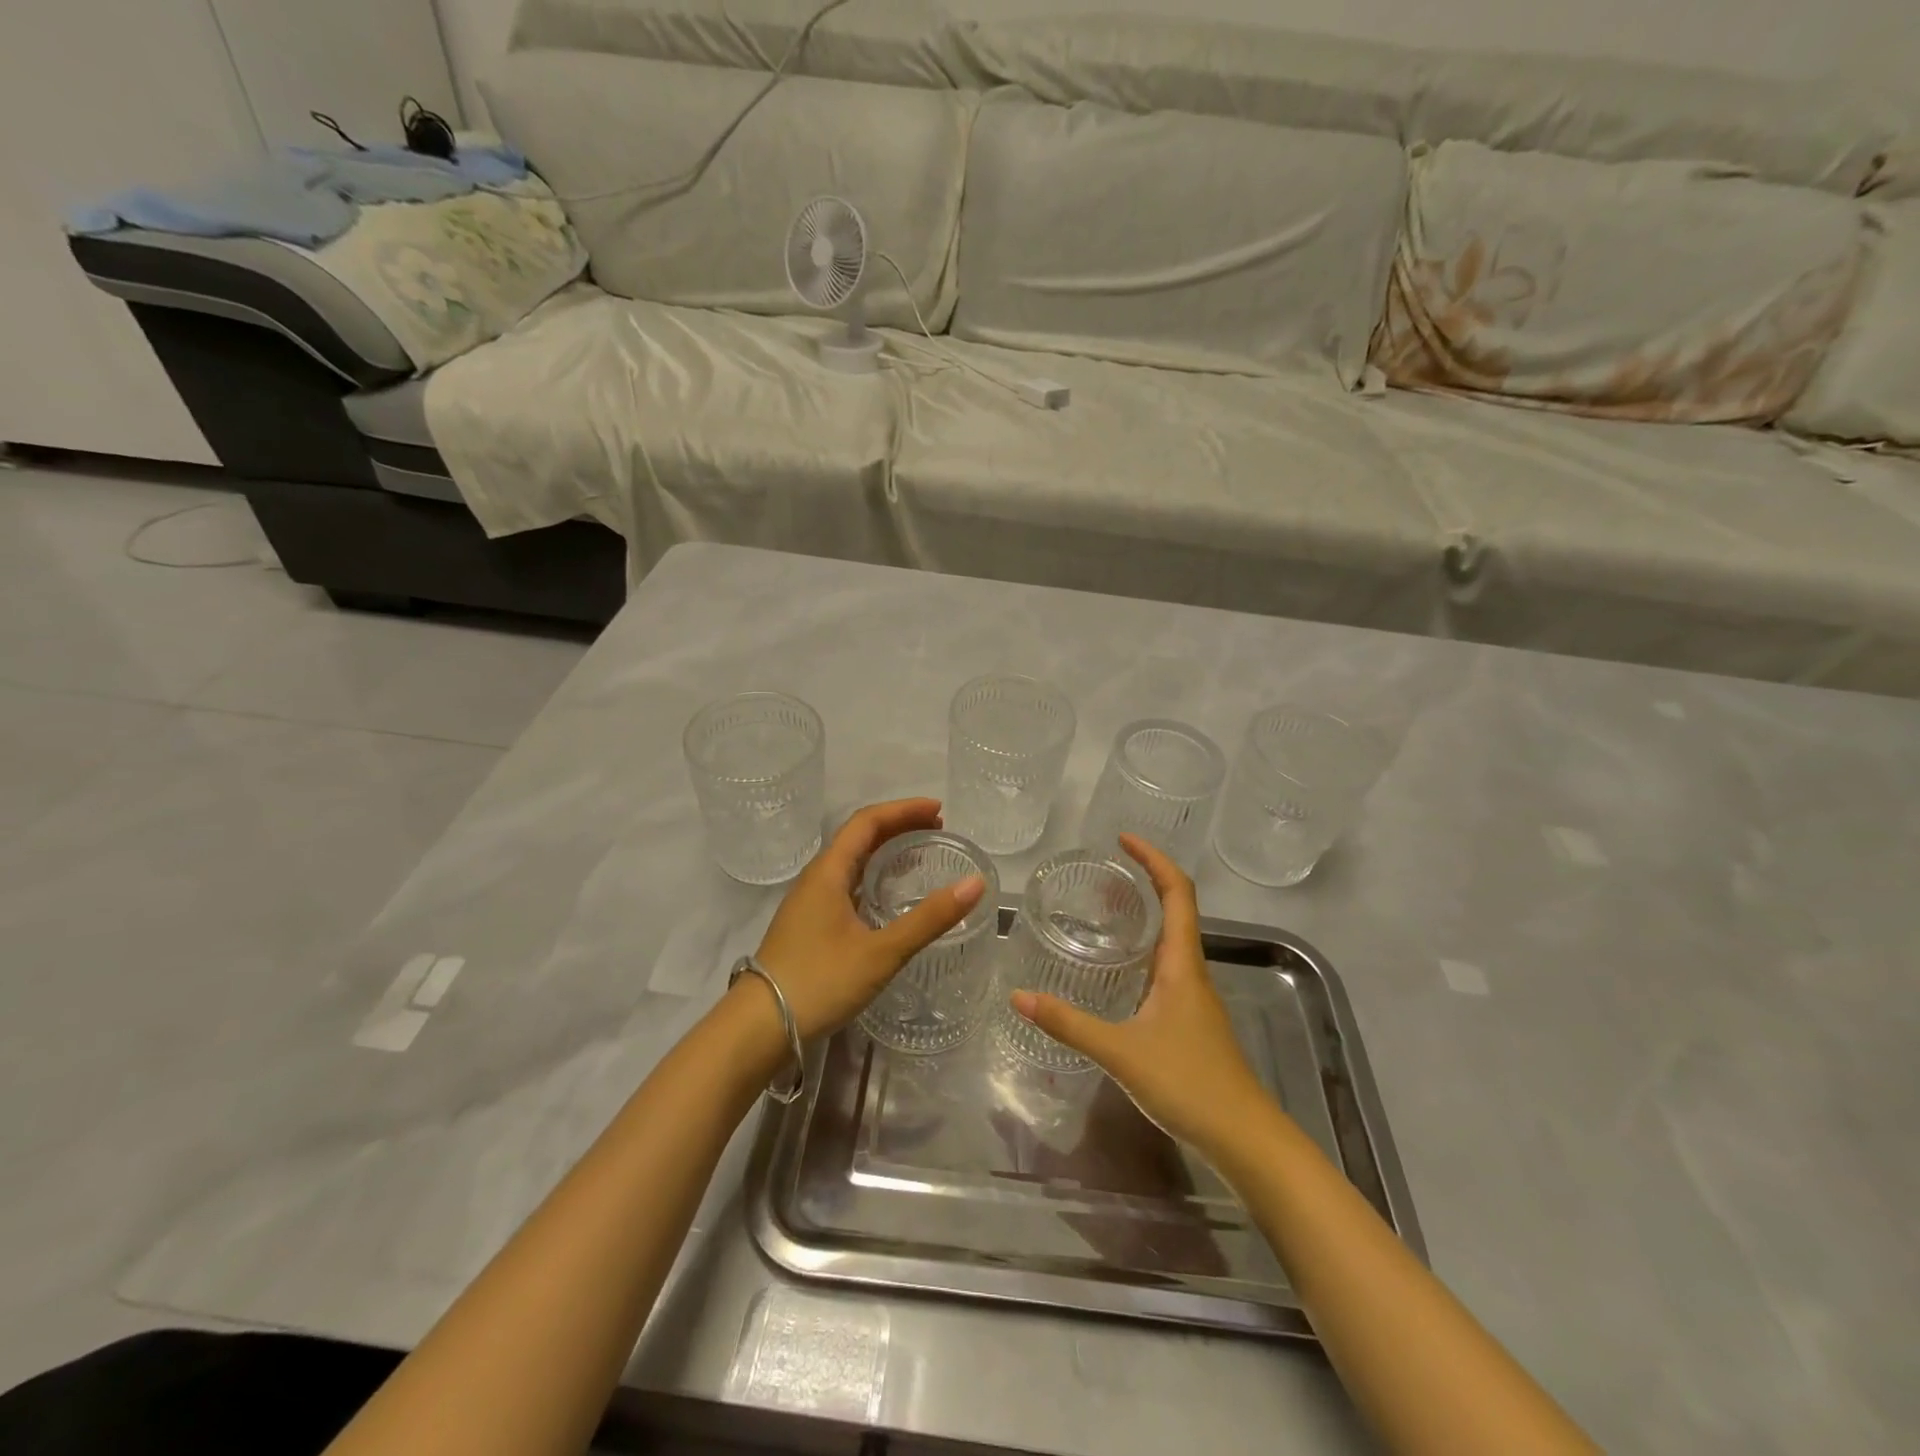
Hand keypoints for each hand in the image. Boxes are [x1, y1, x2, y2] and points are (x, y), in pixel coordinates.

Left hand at [750, 798, 984, 1039]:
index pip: (867, 821)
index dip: (903, 810)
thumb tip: (974, 884)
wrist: (759, 1026)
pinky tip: (888, 896)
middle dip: (898, 826)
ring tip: (918, 854)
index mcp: (828, 871)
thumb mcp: (881, 951)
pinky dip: (873, 875)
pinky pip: (846, 883)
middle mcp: (816, 878)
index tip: (939, 811)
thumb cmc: (820, 981)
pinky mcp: (809, 923)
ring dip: (884, 849)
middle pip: (859, 836)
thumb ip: (929, 919)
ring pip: (851, 860)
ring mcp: (809, 901)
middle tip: (937, 829)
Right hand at [1010, 833, 1272, 1159]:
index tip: (1124, 839)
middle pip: (1176, 909)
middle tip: (1101, 874)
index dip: (1155, 859)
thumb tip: (1018, 997)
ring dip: (1144, 918)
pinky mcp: (1190, 1022)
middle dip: (1144, 882)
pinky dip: (1142, 953)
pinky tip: (1117, 973)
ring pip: (1170, 941)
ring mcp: (1193, 998)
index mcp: (1182, 964)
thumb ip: (1069, 1024)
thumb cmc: (1189, 1084)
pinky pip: (1165, 970)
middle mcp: (1191, 972)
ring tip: (1103, 912)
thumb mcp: (1121, 1051)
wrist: (1246, 1140)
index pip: (1177, 893)